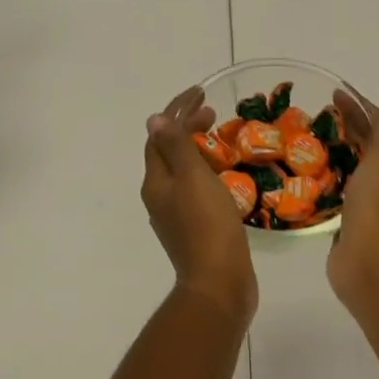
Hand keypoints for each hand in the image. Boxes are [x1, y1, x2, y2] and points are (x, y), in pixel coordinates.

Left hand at [141, 86, 256, 319]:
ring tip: (218, 138)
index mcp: (156, 182)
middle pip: (168, 152)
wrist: (219, 283)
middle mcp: (159, 197)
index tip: (200, 94)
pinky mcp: (194, 230)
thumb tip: (154, 119)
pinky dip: (205, 172)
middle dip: (186, 127)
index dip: (177, 112)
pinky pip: (194, 189)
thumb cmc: (207, 225)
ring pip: (181, 171)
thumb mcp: (192, 178)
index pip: (159, 137)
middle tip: (213, 112)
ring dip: (196, 148)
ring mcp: (175, 216)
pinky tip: (223, 175)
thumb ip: (176, 147)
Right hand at [326, 87, 378, 307]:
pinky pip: (341, 192)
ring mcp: (373, 205)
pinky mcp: (353, 222)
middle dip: (349, 127)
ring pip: (355, 169)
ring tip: (310, 141)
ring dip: (339, 152)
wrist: (371, 262)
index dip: (361, 108)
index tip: (335, 94)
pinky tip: (311, 176)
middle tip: (319, 114)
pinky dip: (330, 178)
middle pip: (369, 146)